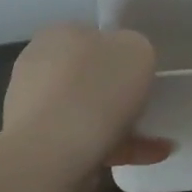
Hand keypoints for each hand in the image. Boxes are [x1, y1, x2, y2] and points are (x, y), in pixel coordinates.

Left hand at [3, 24, 172, 167]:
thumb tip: (126, 63)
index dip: (121, 55)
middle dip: (118, 93)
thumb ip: (136, 49)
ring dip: (121, 125)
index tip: (142, 74)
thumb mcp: (138, 49)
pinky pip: (84, 142)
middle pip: (89, 76)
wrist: (52, 152)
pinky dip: (115, 148)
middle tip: (148, 106)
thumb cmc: (97, 88)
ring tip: (157, 142)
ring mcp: (34, 108)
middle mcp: (39, 65)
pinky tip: (148, 157)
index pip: (94, 37)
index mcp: (58, 34)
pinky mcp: (38, 145)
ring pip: (87, 113)